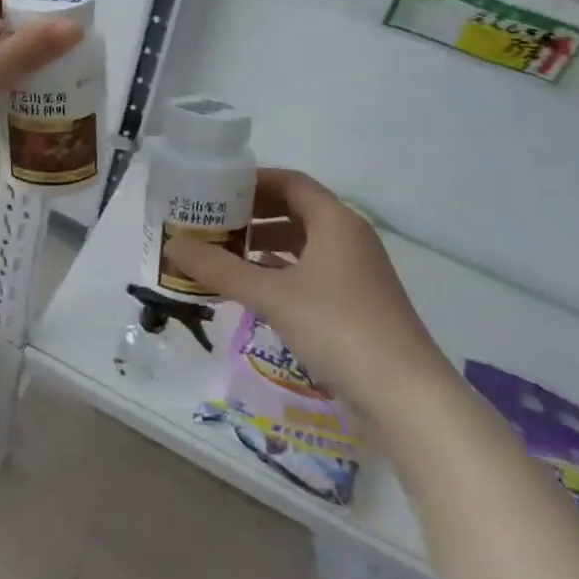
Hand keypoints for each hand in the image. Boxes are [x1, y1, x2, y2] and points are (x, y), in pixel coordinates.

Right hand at [164, 167, 459, 441]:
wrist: (406, 396)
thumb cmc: (337, 328)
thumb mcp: (271, 295)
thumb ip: (219, 268)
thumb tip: (172, 244)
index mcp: (336, 221)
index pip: (291, 182)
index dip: (253, 181)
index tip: (216, 188)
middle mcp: (349, 238)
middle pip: (296, 210)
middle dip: (254, 213)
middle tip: (213, 221)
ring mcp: (356, 272)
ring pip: (304, 243)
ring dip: (266, 244)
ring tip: (225, 254)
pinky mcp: (357, 303)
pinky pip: (312, 271)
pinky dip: (282, 271)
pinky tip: (255, 289)